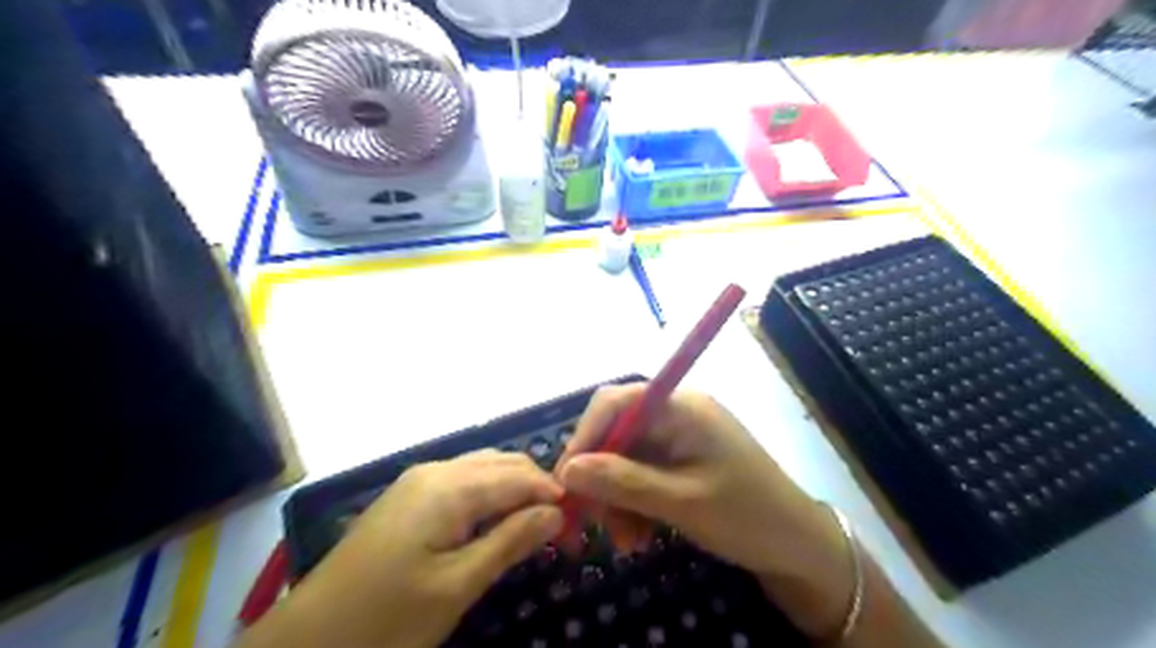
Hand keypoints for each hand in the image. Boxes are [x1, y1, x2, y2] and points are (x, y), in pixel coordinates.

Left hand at [242, 451, 563, 646]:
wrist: (305, 640)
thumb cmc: (386, 618)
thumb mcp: (457, 586)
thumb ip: (510, 541)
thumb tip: (558, 512)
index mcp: (450, 486)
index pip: (520, 477)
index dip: (555, 495)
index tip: (581, 521)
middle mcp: (436, 470)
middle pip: (504, 464)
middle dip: (537, 488)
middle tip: (562, 526)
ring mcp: (418, 480)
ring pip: (483, 469)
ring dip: (515, 490)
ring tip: (535, 525)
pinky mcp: (408, 496)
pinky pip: (462, 481)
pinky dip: (489, 494)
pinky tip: (496, 521)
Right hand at [550, 383, 857, 640]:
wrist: (800, 546)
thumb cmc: (748, 517)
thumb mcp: (682, 503)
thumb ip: (624, 483)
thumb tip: (567, 470)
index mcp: (681, 407)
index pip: (616, 402)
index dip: (585, 435)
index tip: (565, 479)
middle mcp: (676, 413)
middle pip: (617, 433)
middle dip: (600, 478)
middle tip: (590, 522)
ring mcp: (679, 437)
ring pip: (625, 459)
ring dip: (616, 499)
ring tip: (624, 542)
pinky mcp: (681, 460)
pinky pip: (641, 475)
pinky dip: (633, 504)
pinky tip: (639, 536)